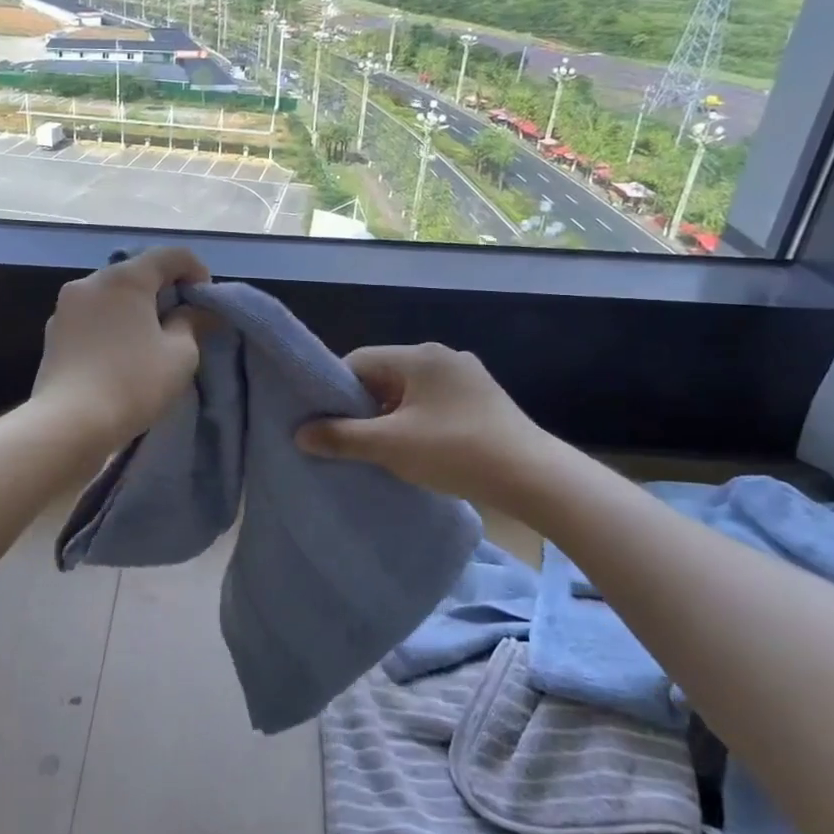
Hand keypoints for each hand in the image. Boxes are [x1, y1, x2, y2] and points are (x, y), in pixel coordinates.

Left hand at [30, 246, 209, 456]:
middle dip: (163, 291)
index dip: (196, 272)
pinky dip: (111, 327)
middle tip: (182, 323)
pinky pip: (92, 318)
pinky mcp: (52, 334)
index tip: (206, 303)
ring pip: (111, 296)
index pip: (170, 255)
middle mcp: (91, 282)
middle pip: (137, 273)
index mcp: (125, 278)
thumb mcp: (180, 355)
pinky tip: (119, 356)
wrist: (69, 423)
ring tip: (149, 342)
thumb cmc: (133, 383)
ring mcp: (65, 307)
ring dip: (134, 310)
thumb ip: (193, 323)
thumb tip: (198, 311)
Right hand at [296, 343, 559, 503]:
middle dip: (363, 407)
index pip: (360, 361)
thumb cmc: (455, 451)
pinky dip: (417, 423)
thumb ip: (341, 437)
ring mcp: (467, 379)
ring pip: (410, 393)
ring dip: (390, 418)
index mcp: (420, 356)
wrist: (533, 477)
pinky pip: (434, 405)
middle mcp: (443, 357)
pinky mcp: (483, 402)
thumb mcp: (390, 446)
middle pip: (384, 376)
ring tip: (381, 450)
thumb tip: (300, 434)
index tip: (325, 421)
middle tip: (349, 440)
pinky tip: (416, 451)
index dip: (335, 390)